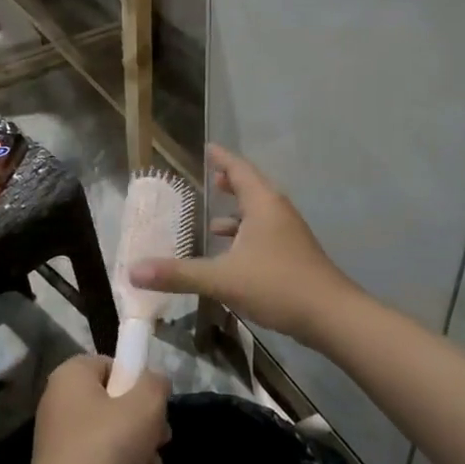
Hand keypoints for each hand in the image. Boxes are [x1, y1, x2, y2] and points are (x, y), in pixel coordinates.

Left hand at [22, 355, 169, 463]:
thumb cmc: (106, 449)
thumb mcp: (145, 406)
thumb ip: (156, 384)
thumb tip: (154, 382)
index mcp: (71, 377)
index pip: (111, 365)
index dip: (137, 383)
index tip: (154, 407)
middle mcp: (62, 405)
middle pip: (118, 407)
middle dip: (146, 431)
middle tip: (158, 444)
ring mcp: (63, 444)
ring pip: (116, 443)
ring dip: (141, 461)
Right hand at [131, 145, 357, 348]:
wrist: (331, 316)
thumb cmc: (277, 285)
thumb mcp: (222, 279)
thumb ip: (178, 274)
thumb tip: (133, 271)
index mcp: (263, 204)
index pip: (239, 170)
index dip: (222, 158)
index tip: (207, 147)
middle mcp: (278, 212)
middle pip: (252, 188)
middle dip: (230, 183)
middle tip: (211, 178)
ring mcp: (289, 234)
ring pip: (260, 213)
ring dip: (238, 212)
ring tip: (213, 219)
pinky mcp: (294, 255)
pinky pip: (265, 233)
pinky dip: (246, 235)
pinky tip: (232, 256)